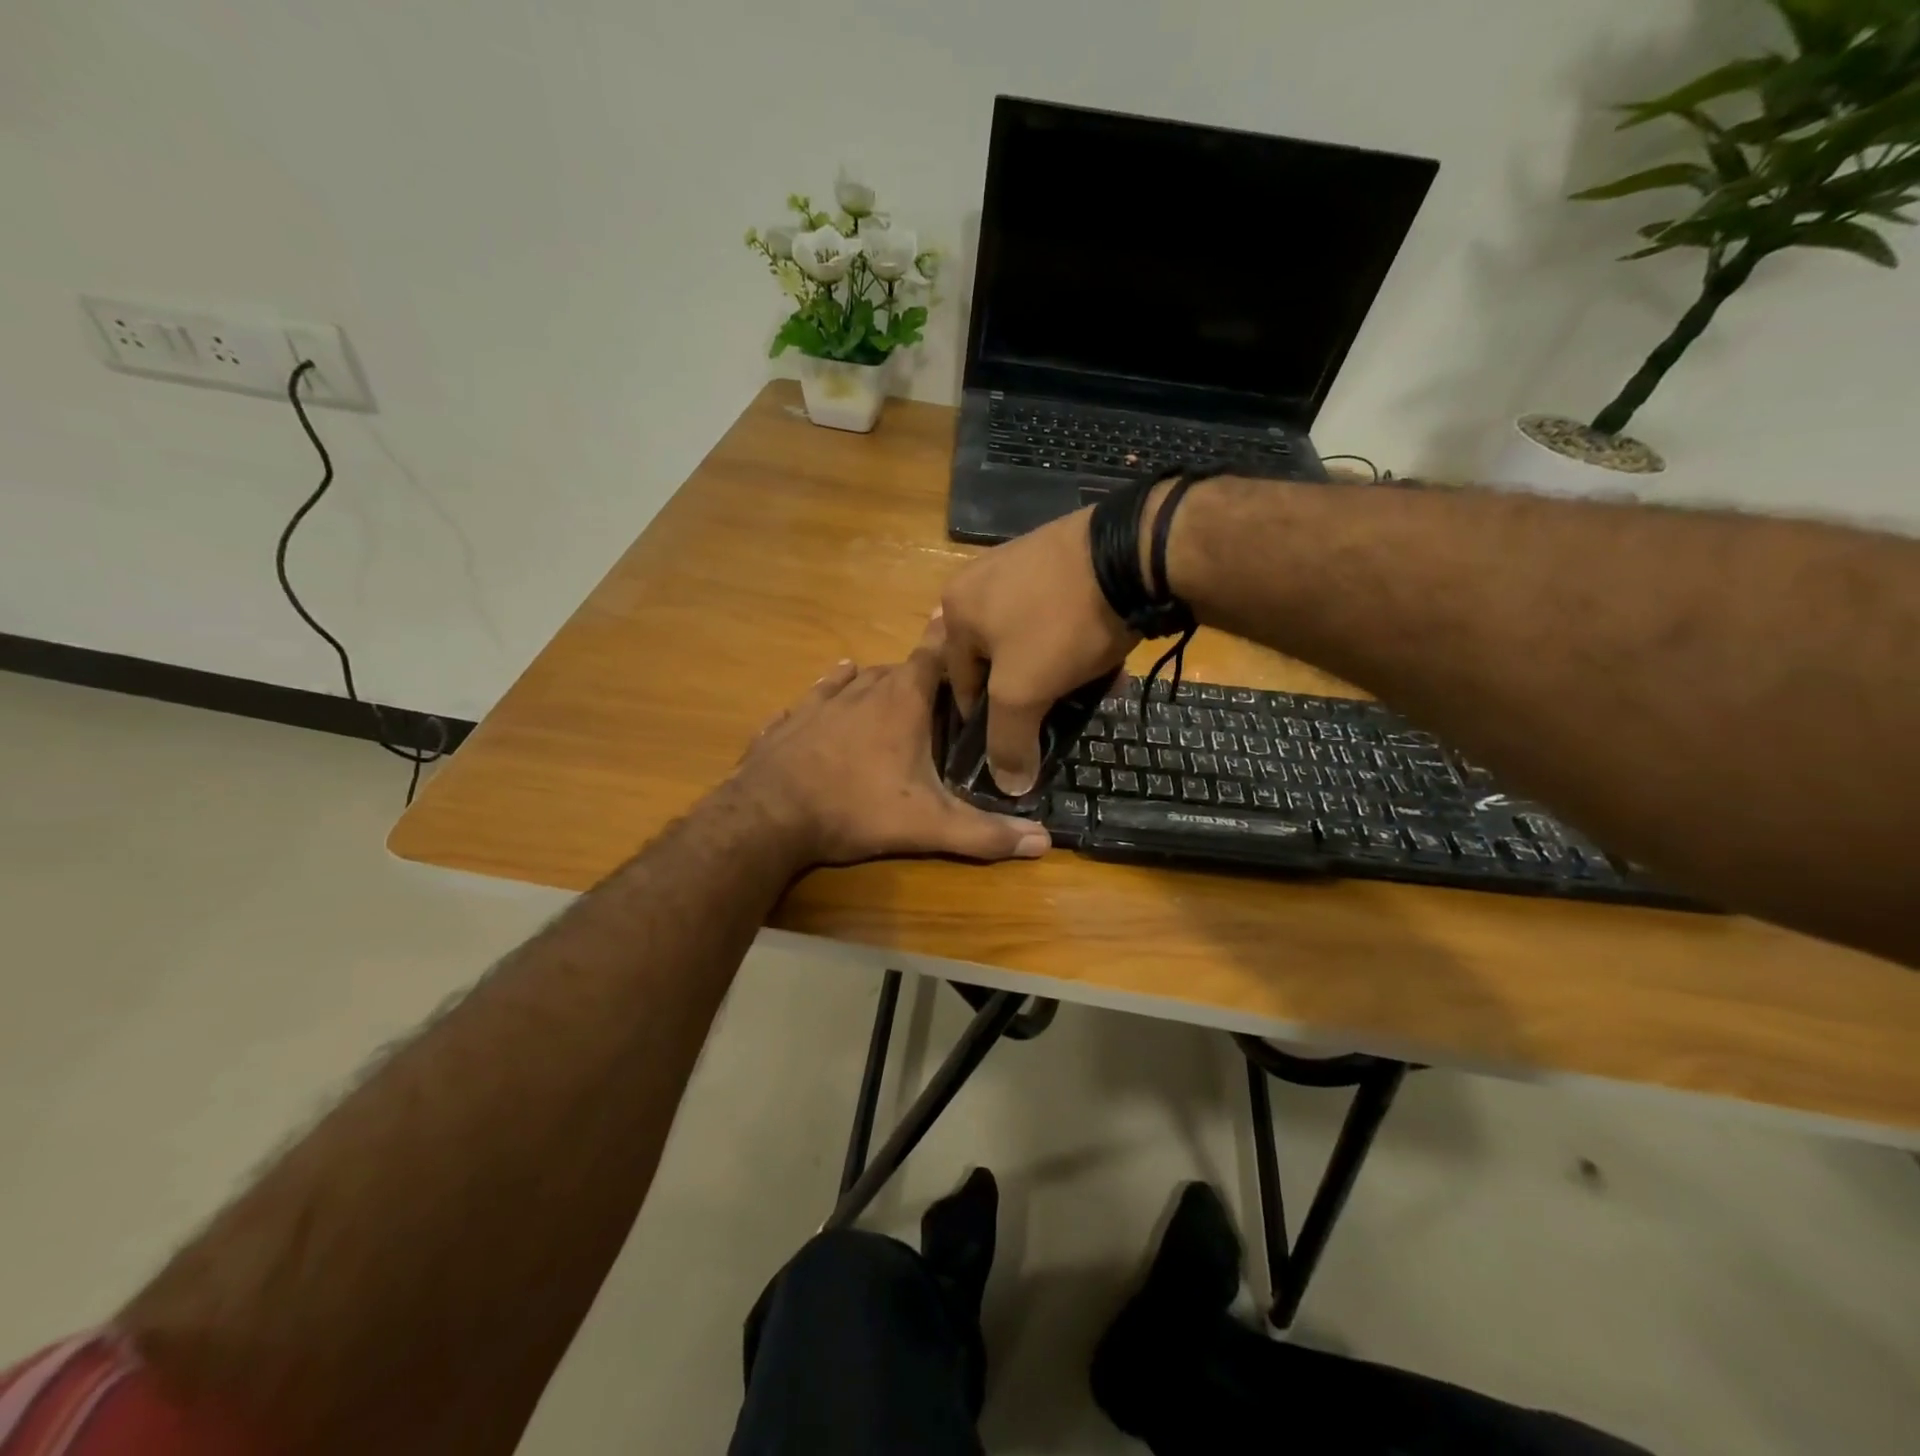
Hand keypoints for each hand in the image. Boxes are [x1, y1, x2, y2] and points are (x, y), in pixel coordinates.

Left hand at [733, 630, 1052, 867]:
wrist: (768, 816)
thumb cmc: (856, 809)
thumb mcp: (927, 826)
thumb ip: (984, 834)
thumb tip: (1045, 843)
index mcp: (901, 701)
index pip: (933, 655)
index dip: (950, 642)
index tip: (965, 631)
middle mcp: (861, 689)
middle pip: (897, 669)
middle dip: (918, 677)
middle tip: (936, 694)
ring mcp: (820, 701)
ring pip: (855, 678)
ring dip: (875, 681)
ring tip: (889, 690)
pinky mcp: (788, 720)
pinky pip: (814, 696)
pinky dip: (827, 693)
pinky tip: (828, 691)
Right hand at [940, 506, 1137, 796]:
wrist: (1132, 554)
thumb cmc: (1059, 623)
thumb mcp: (1024, 691)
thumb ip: (1009, 741)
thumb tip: (1009, 785)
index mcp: (955, 610)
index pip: (960, 683)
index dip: (987, 722)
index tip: (1017, 743)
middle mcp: (979, 582)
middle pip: (996, 660)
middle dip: (1026, 694)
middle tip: (1053, 716)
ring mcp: (1020, 563)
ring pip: (1029, 638)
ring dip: (1053, 671)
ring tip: (1083, 691)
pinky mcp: (1060, 557)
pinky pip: (1056, 614)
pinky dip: (1072, 641)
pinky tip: (1100, 658)